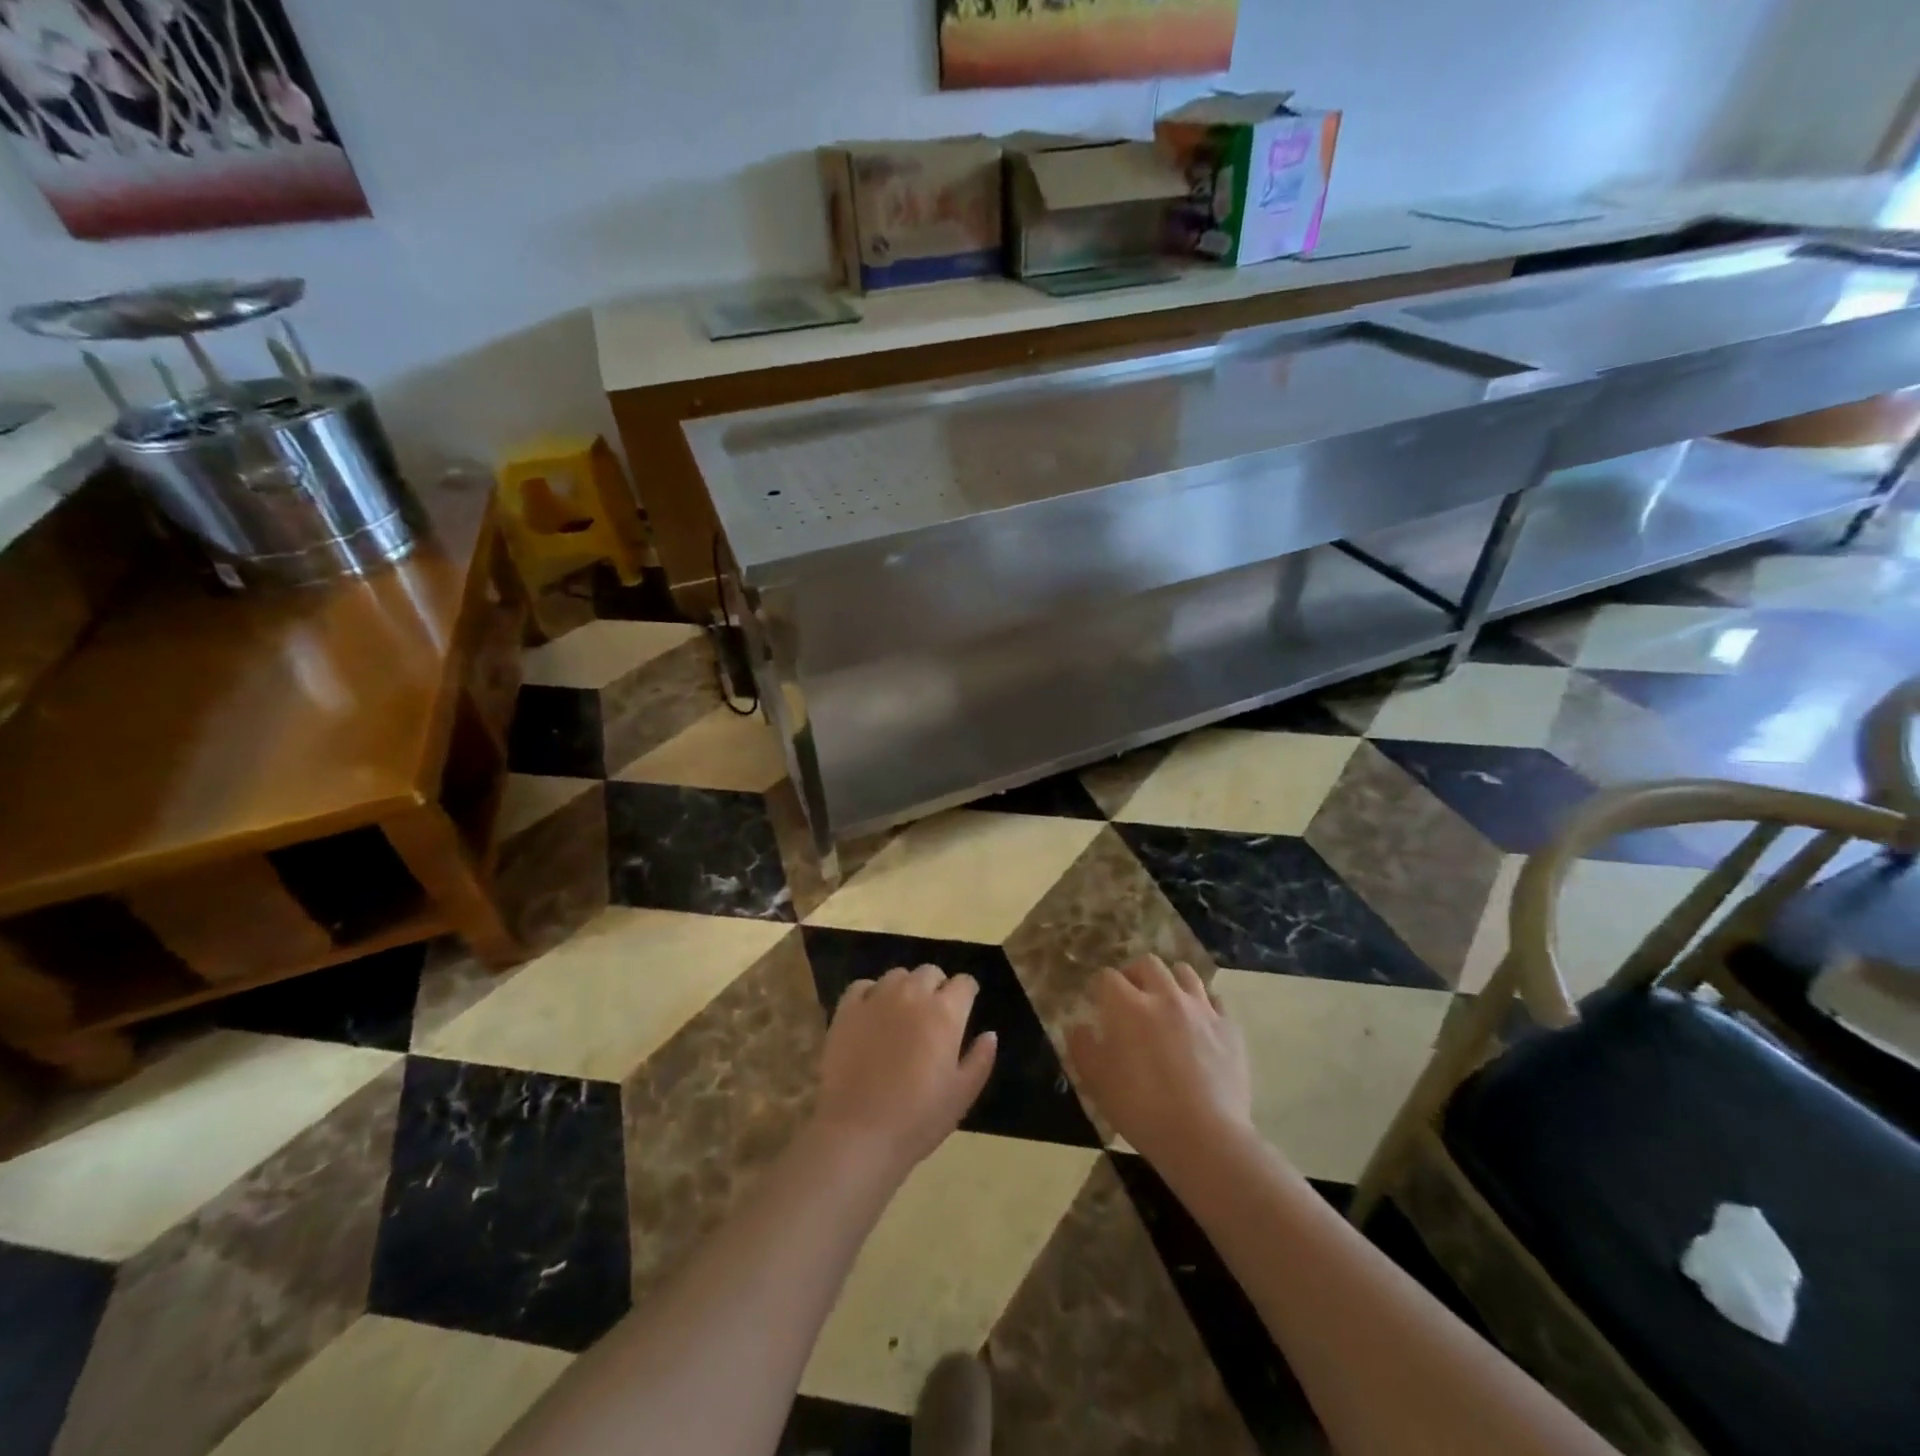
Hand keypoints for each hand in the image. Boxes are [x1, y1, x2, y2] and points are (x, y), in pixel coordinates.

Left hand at [810, 965, 996, 1178]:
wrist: (857, 1133)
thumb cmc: (917, 1119)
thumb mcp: (961, 1095)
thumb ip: (980, 1059)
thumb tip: (990, 1034)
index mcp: (945, 1013)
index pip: (964, 983)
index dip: (967, 993)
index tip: (965, 1007)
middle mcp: (912, 995)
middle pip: (930, 973)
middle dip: (937, 987)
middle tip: (934, 1015)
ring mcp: (876, 998)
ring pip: (897, 975)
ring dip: (906, 988)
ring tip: (903, 1014)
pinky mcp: (846, 1010)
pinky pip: (863, 986)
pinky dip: (871, 993)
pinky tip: (872, 1014)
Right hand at [1067, 955, 1252, 1170]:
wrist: (1205, 1138)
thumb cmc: (1142, 1109)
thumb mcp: (1097, 1082)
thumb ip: (1082, 1047)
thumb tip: (1078, 1026)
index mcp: (1127, 1006)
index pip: (1107, 977)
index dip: (1099, 988)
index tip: (1098, 1003)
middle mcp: (1164, 996)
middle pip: (1147, 963)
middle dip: (1134, 974)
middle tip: (1131, 996)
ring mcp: (1201, 1009)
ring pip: (1184, 973)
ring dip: (1170, 980)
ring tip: (1166, 1001)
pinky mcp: (1228, 1028)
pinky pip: (1214, 1000)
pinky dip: (1202, 1005)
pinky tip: (1198, 1023)